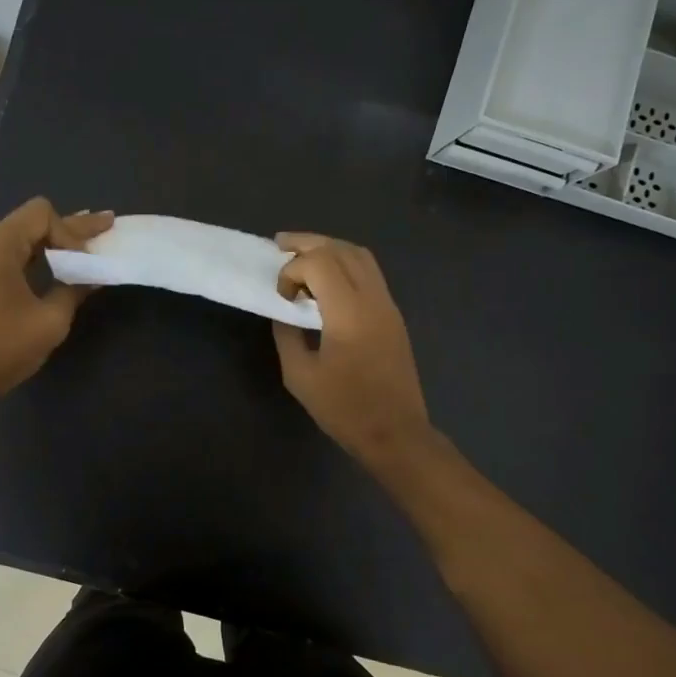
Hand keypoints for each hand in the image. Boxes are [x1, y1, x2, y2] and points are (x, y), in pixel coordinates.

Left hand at [0, 198, 112, 412]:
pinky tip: (62, 264)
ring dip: (56, 243)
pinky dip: (40, 257)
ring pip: (24, 238)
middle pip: (33, 222)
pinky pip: (13, 256)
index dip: (70, 233)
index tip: (83, 266)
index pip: (42, 215)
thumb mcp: (50, 320)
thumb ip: (75, 289)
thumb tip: (94, 275)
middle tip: (108, 224)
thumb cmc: (2, 348)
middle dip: (71, 228)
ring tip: (89, 245)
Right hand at [272, 233, 433, 464]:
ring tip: (303, 258)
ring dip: (330, 250)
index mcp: (349, 311)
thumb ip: (288, 335)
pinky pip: (370, 274)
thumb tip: (285, 313)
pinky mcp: (393, 316)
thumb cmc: (344, 408)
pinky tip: (326, 283)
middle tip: (280, 245)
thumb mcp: (300, 376)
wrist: (395, 432)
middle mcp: (373, 299)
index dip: (292, 270)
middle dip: (308, 243)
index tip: (281, 297)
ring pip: (361, 256)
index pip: (319, 263)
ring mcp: (388, 305)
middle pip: (341, 249)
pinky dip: (345, 266)